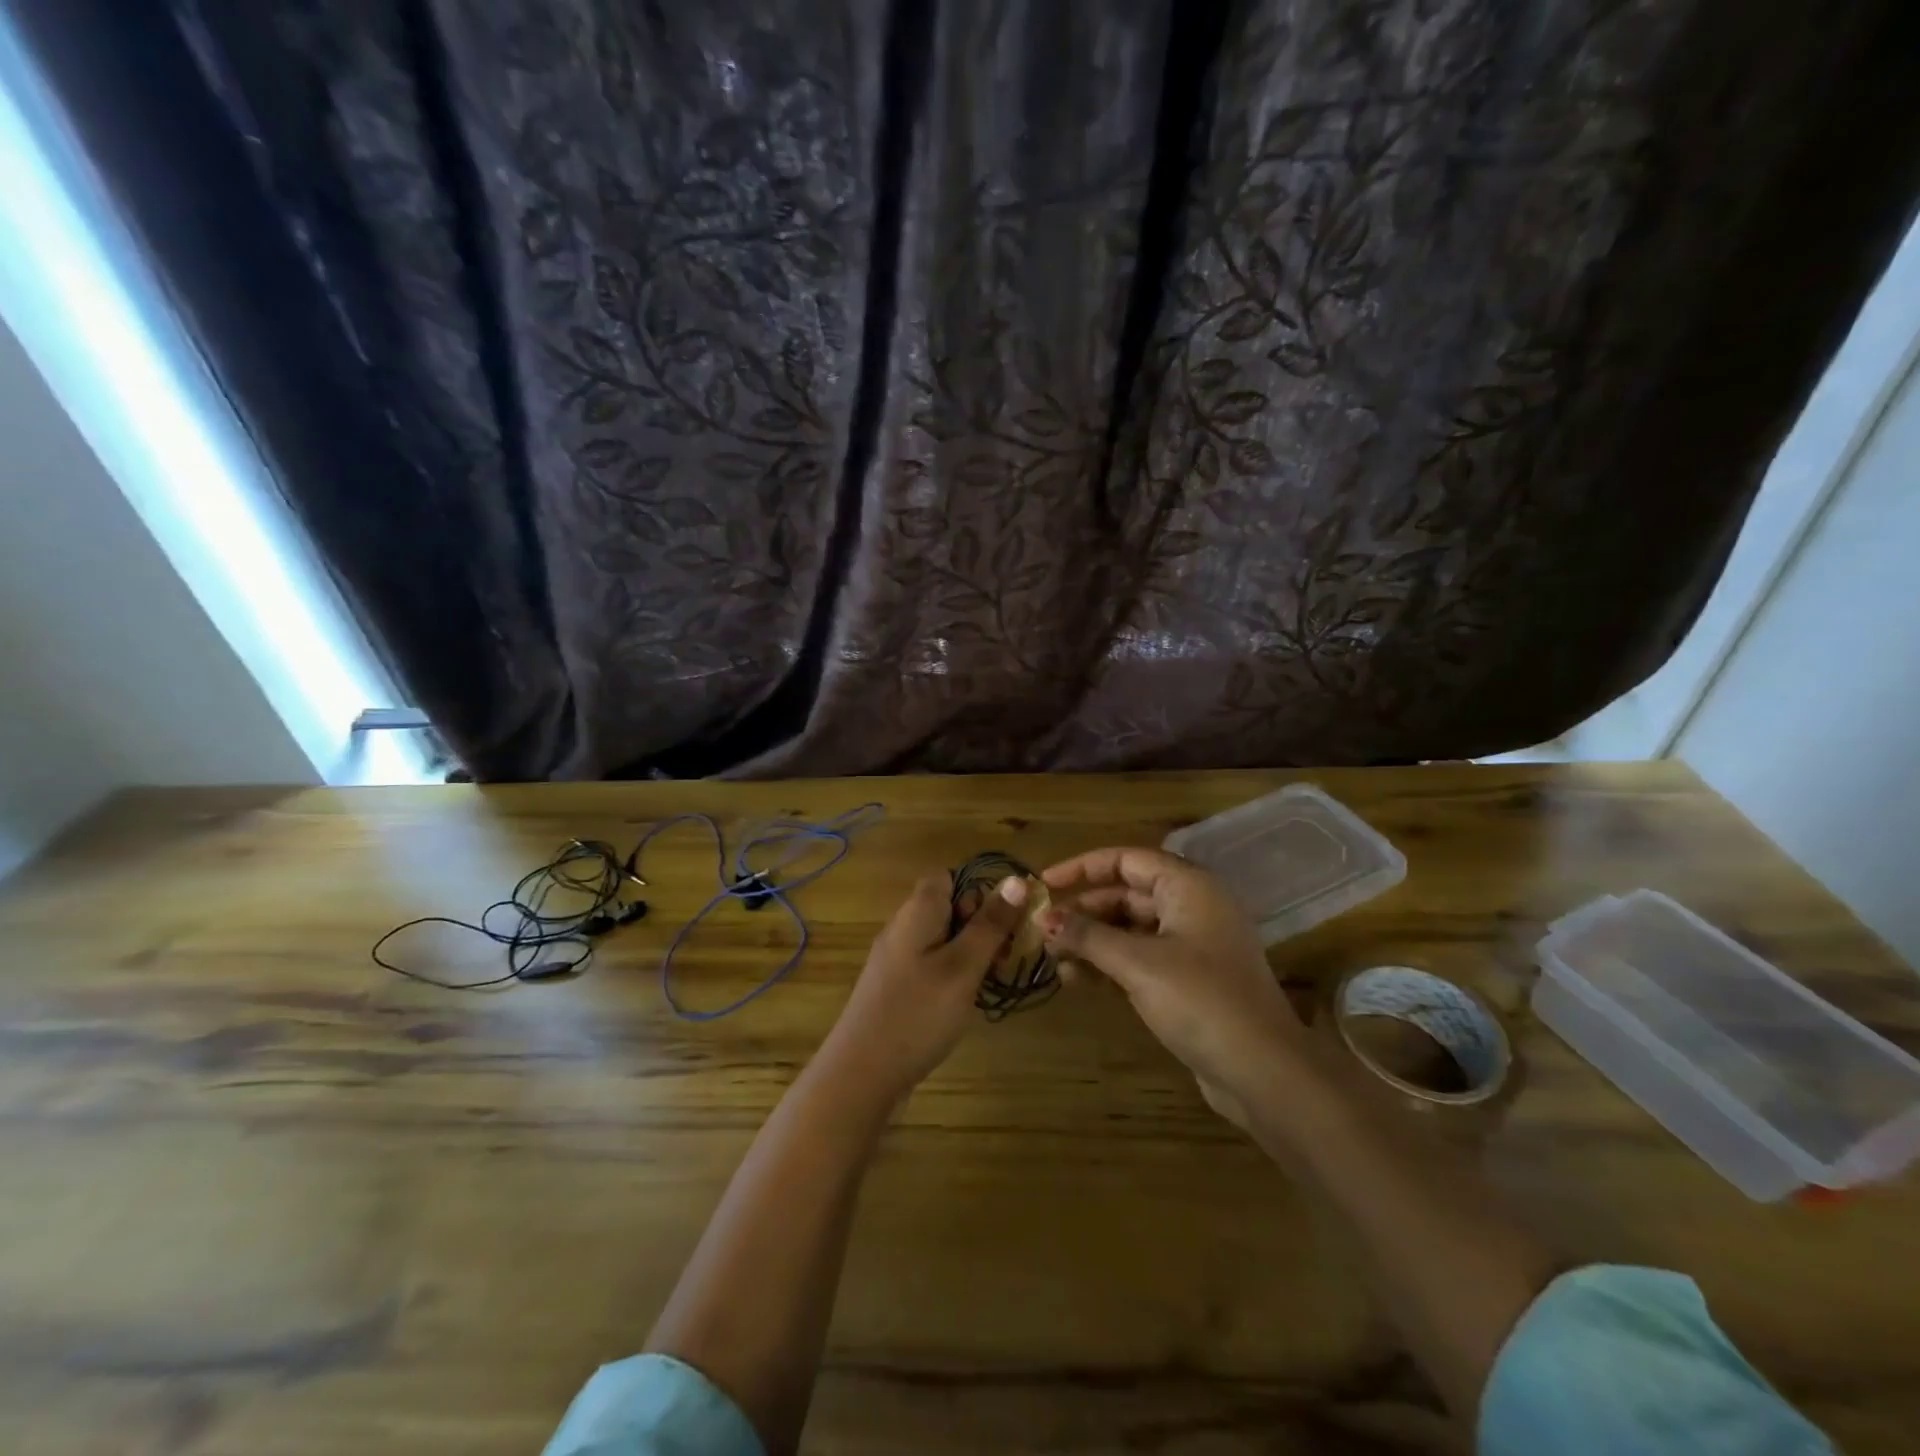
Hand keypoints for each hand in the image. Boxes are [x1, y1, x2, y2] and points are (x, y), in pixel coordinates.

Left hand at [815, 871, 1027, 1111]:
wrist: (862, 1073)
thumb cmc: (917, 1013)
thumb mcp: (963, 966)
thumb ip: (990, 924)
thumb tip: (1017, 879)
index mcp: (918, 911)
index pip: (948, 876)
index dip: (979, 890)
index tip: (1002, 921)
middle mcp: (904, 926)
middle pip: (949, 906)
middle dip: (982, 924)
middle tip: (1004, 957)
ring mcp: (897, 958)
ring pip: (944, 938)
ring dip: (972, 952)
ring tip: (991, 981)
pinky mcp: (896, 986)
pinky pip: (932, 963)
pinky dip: (955, 973)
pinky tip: (967, 1000)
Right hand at [1037, 847, 1305, 1110]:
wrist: (1263, 1072)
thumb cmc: (1201, 1001)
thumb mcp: (1138, 964)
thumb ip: (1088, 936)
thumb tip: (1042, 919)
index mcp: (1188, 886)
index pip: (1125, 860)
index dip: (1081, 868)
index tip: (1043, 885)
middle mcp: (1192, 906)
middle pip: (1125, 894)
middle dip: (1083, 912)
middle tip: (1041, 931)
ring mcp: (1192, 944)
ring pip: (1130, 928)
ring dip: (1092, 941)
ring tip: (1053, 961)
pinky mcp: (1189, 978)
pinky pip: (1140, 957)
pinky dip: (1110, 963)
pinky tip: (1078, 981)